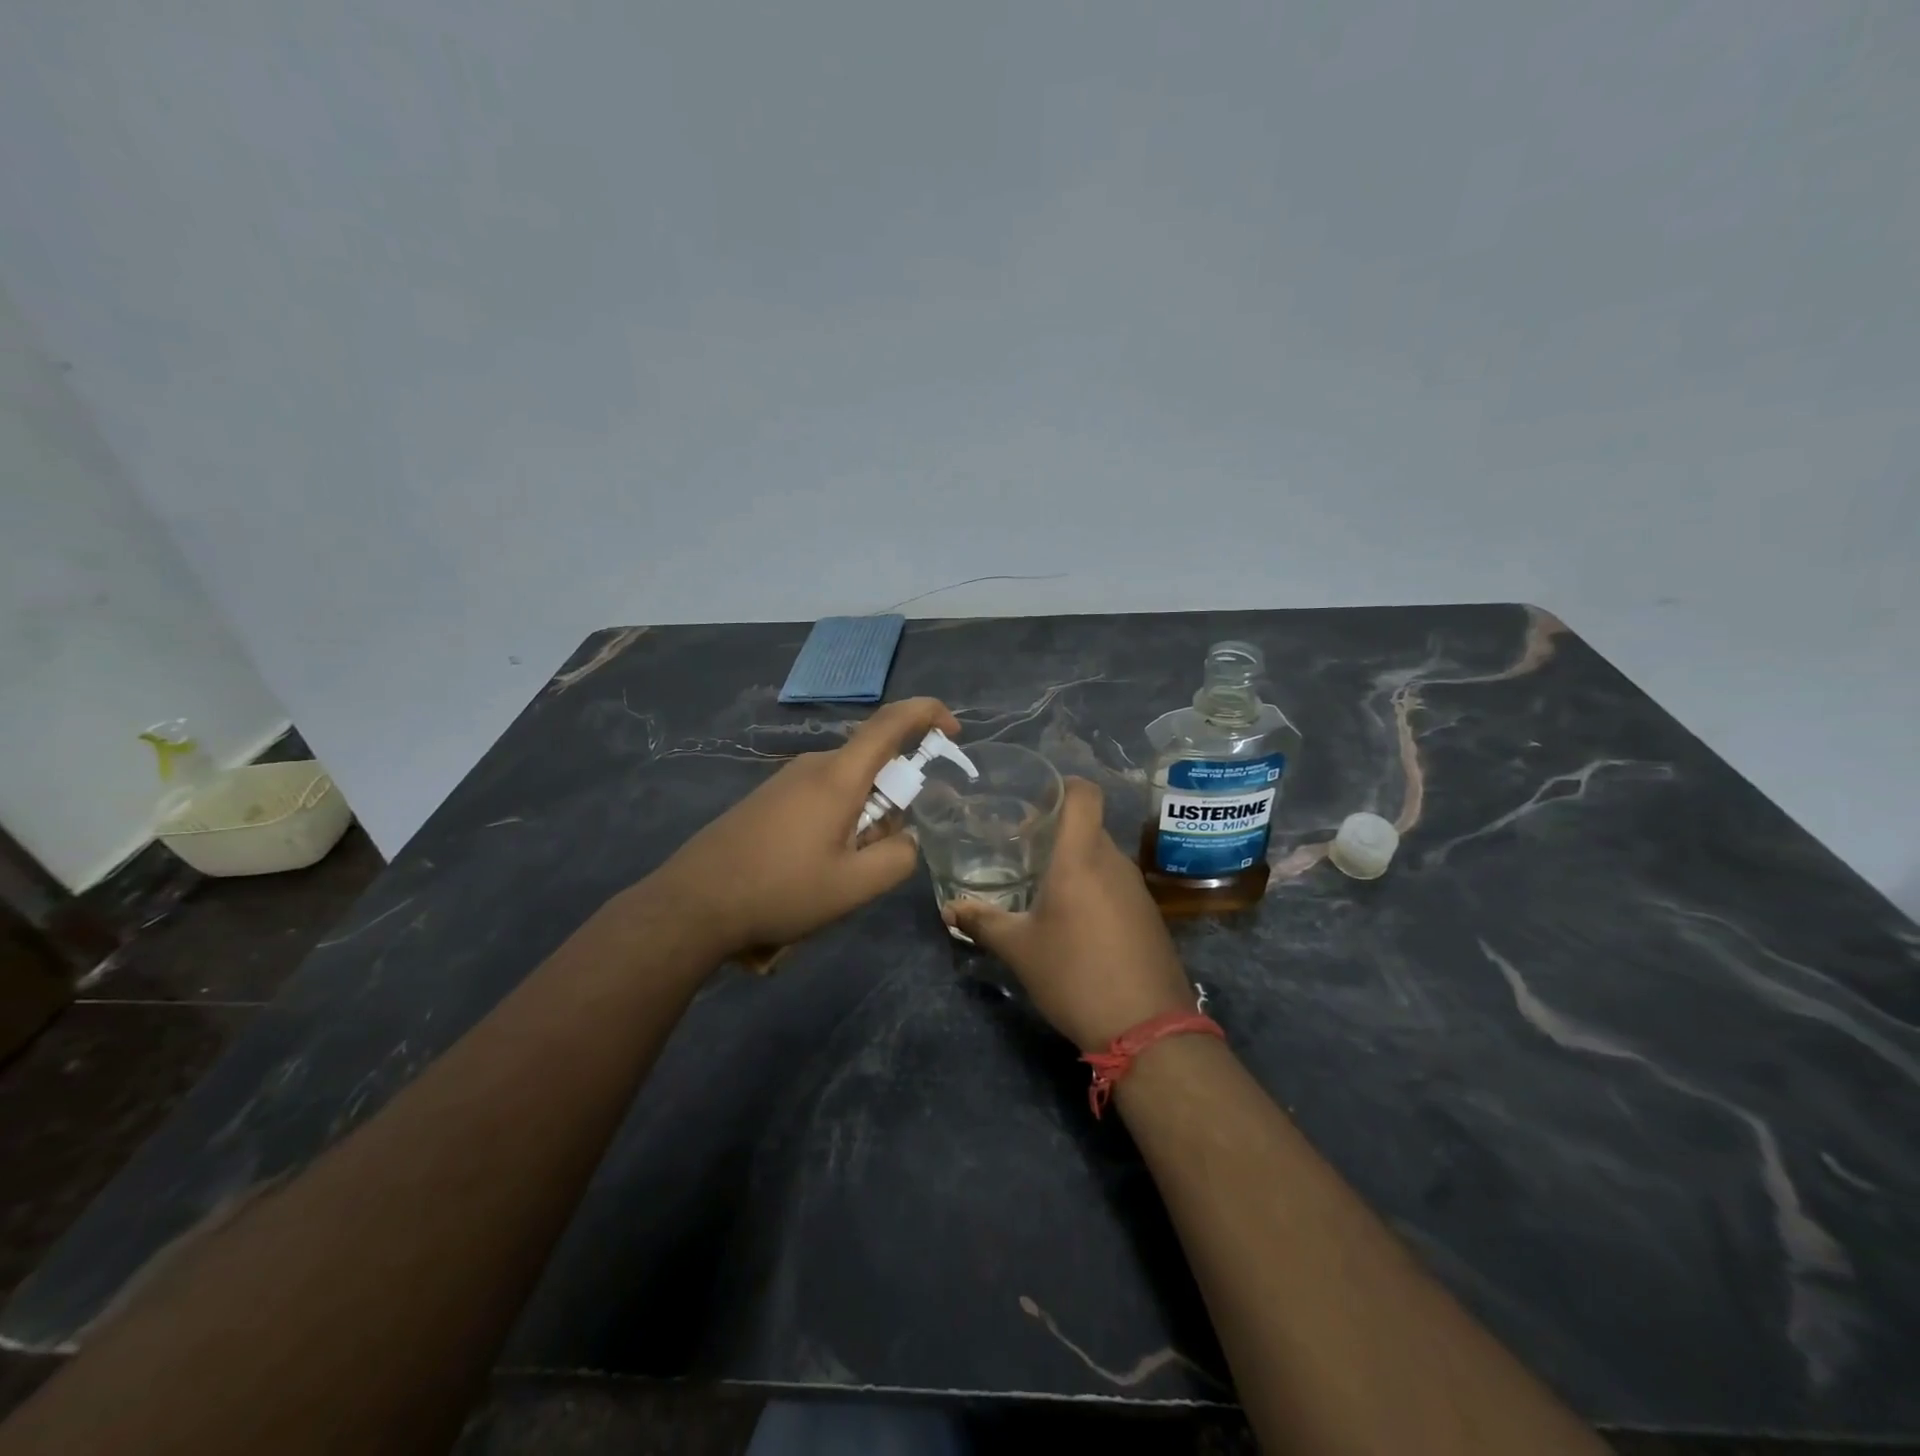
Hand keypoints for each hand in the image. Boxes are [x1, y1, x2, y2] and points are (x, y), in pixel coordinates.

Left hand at [651, 696, 962, 959]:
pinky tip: (809, 870)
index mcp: (839, 775)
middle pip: (872, 766)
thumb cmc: (780, 889)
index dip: (928, 714)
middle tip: (875, 856)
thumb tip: (906, 838)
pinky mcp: (768, 799)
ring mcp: (786, 780)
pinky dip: (835, 825)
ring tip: (836, 874)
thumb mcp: (854, 886)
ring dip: (861, 822)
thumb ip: (899, 858)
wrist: (693, 903)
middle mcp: (813, 765)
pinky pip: (821, 799)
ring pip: (847, 789)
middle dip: (891, 804)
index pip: (892, 722)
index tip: (954, 730)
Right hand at [947, 779, 1195, 1050]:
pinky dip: (1094, 887)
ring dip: (1075, 862)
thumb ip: (983, 922)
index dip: (1062, 786)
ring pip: (1102, 856)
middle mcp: (1114, 862)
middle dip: (1056, 832)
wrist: (1147, 1028)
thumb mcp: (1019, 949)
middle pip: (1088, 826)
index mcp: (1081, 857)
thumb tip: (949, 908)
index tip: (1034, 800)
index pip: (1084, 794)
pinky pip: (1116, 883)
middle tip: (1022, 849)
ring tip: (1044, 887)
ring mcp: (1137, 889)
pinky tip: (1075, 919)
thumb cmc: (1075, 975)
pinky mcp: (1149, 914)